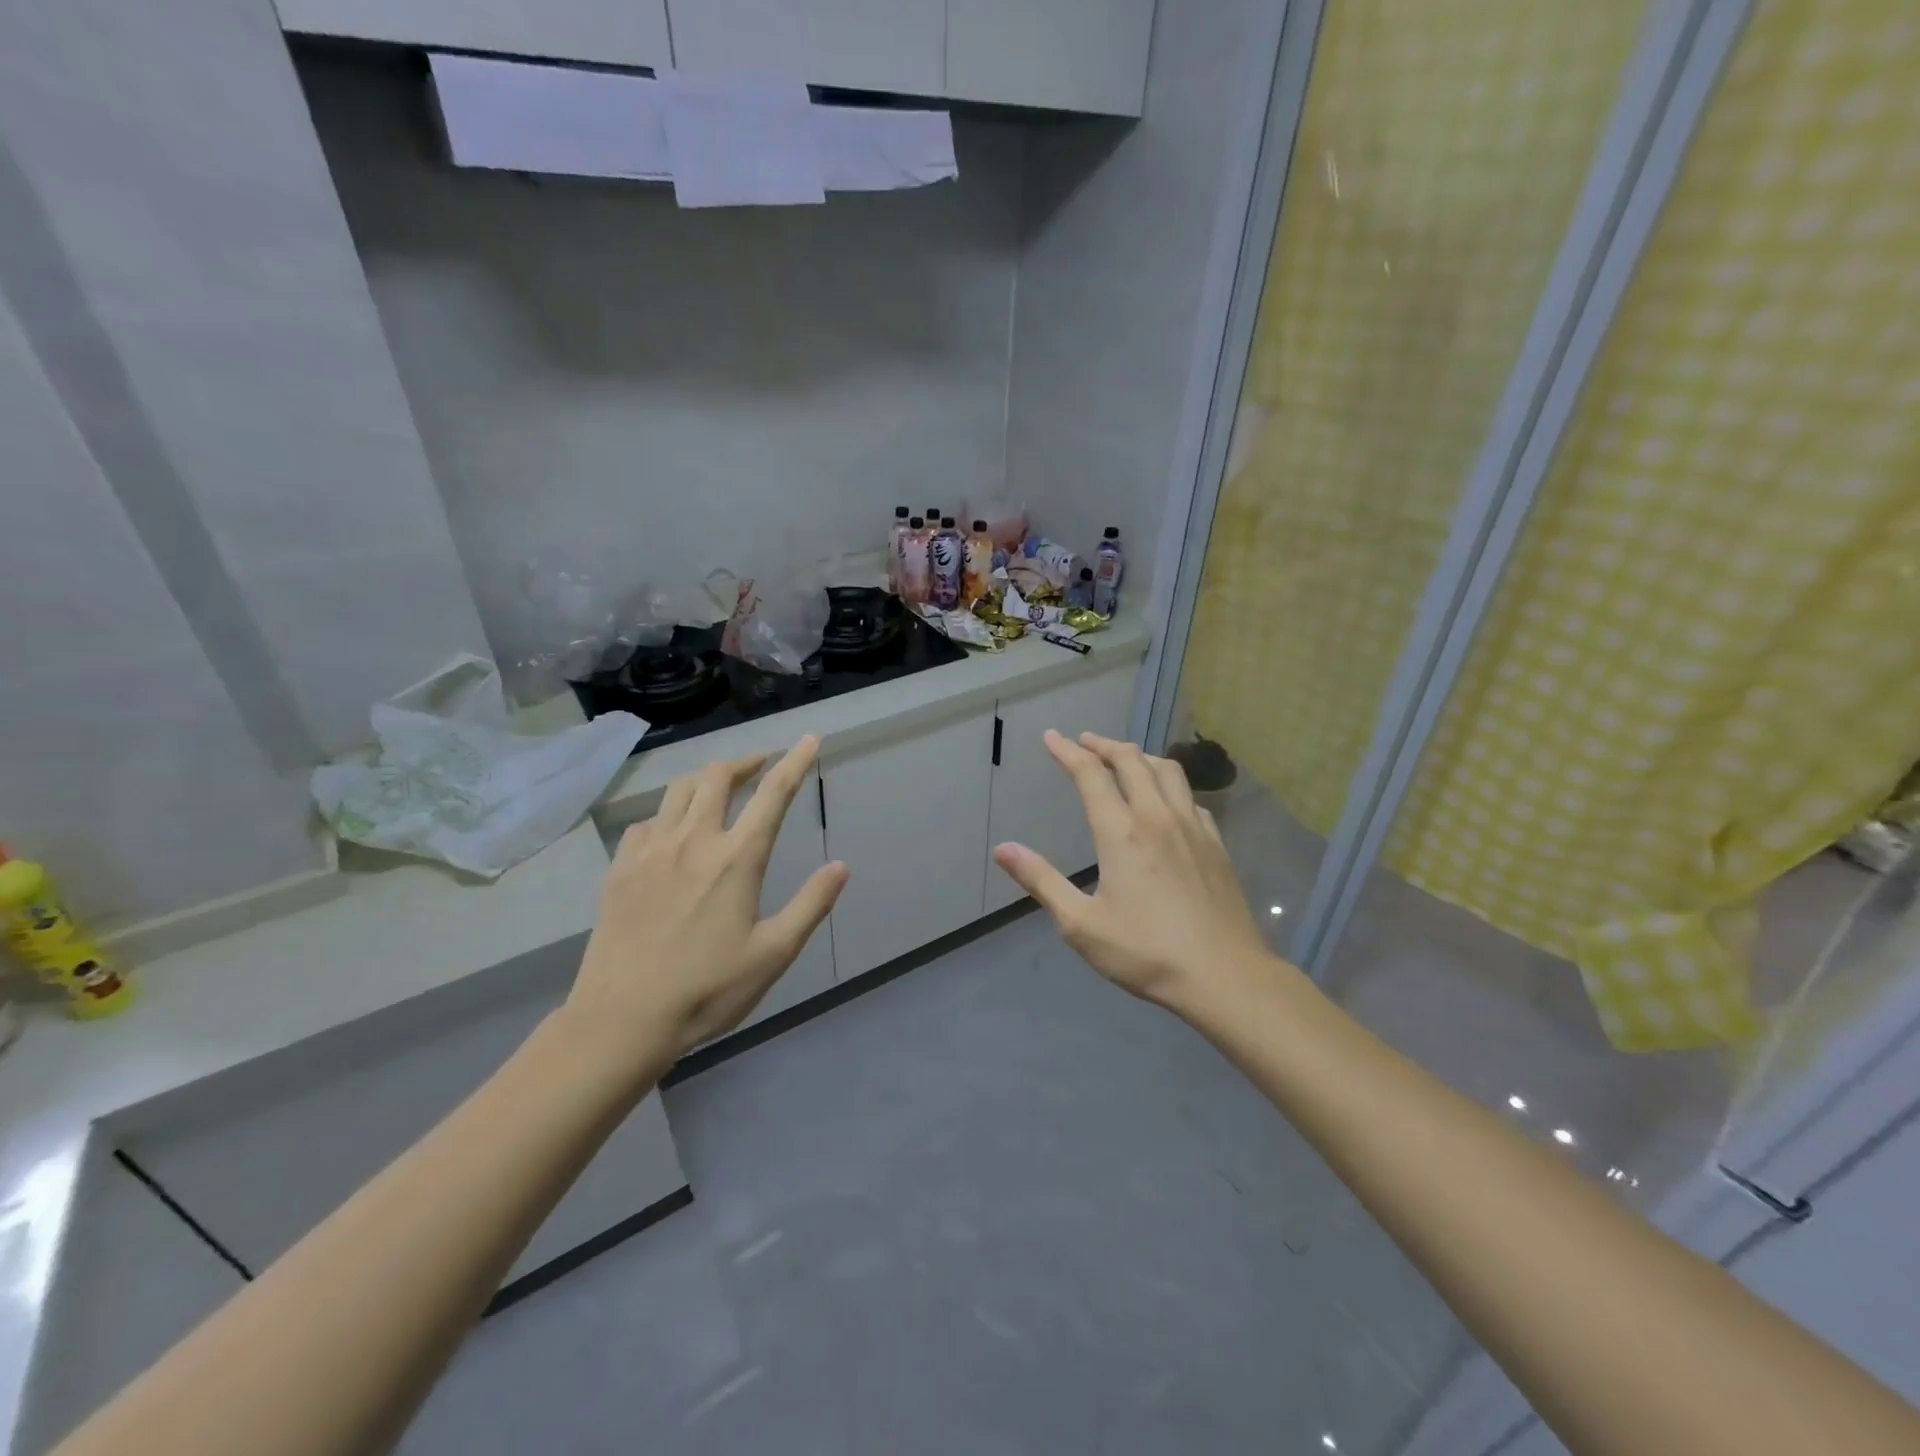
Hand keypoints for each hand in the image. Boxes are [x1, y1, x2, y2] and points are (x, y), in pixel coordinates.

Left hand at [563, 736, 847, 1073]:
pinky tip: (673, 833)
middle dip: (745, 762)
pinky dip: (669, 814)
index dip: (795, 762)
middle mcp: (694, 841)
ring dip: (706, 780)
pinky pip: (648, 821)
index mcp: (736, 859)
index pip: (773, 794)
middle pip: (718, 776)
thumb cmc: (707, 990)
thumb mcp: (774, 953)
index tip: (809, 739)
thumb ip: (810, 905)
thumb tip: (841, 866)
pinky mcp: (621, 868)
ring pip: (679, 790)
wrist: (621, 1020)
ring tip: (720, 790)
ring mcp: (651, 851)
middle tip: (760, 767)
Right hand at [992, 731, 1281, 1017]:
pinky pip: (1190, 797)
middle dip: (1103, 745)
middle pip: (1131, 761)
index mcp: (1121, 832)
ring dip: (1140, 756)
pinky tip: (1166, 799)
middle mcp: (1157, 817)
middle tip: (1084, 741)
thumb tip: (1003, 849)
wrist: (1224, 975)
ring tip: (1123, 757)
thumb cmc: (1146, 952)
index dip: (1068, 751)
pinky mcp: (1216, 844)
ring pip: (1167, 770)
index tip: (1051, 737)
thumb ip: (1041, 881)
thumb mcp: (1081, 924)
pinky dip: (1169, 784)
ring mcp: (1193, 827)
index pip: (1090, 775)